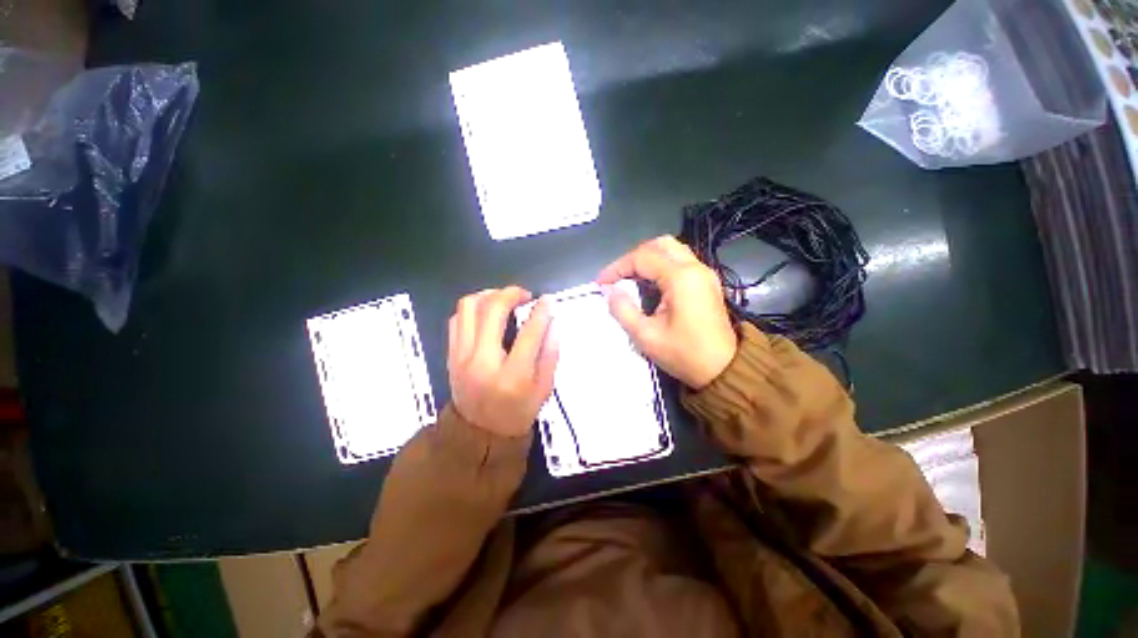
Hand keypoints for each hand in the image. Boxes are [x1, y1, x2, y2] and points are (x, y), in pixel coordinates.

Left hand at [447, 287, 558, 437]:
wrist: (478, 433)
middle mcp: (482, 361)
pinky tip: (487, 312)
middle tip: (525, 295)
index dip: (541, 311)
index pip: (529, 333)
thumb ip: (550, 353)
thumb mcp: (544, 389)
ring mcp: (461, 356)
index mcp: (512, 376)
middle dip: (511, 293)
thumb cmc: (517, 412)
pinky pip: (457, 318)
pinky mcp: (451, 354)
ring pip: (468, 307)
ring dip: (489, 295)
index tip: (548, 300)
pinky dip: (473, 308)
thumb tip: (553, 321)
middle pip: (492, 310)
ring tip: (504, 298)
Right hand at [598, 236, 737, 388]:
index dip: (617, 267)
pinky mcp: (707, 282)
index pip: (642, 257)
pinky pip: (681, 262)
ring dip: (648, 259)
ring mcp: (704, 273)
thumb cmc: (684, 354)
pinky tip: (650, 285)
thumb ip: (623, 310)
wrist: (724, 371)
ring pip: (672, 250)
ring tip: (630, 279)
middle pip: (660, 245)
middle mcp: (695, 267)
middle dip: (633, 257)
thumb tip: (610, 291)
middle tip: (618, 276)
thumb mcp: (646, 336)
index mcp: (681, 277)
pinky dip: (661, 266)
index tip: (601, 283)